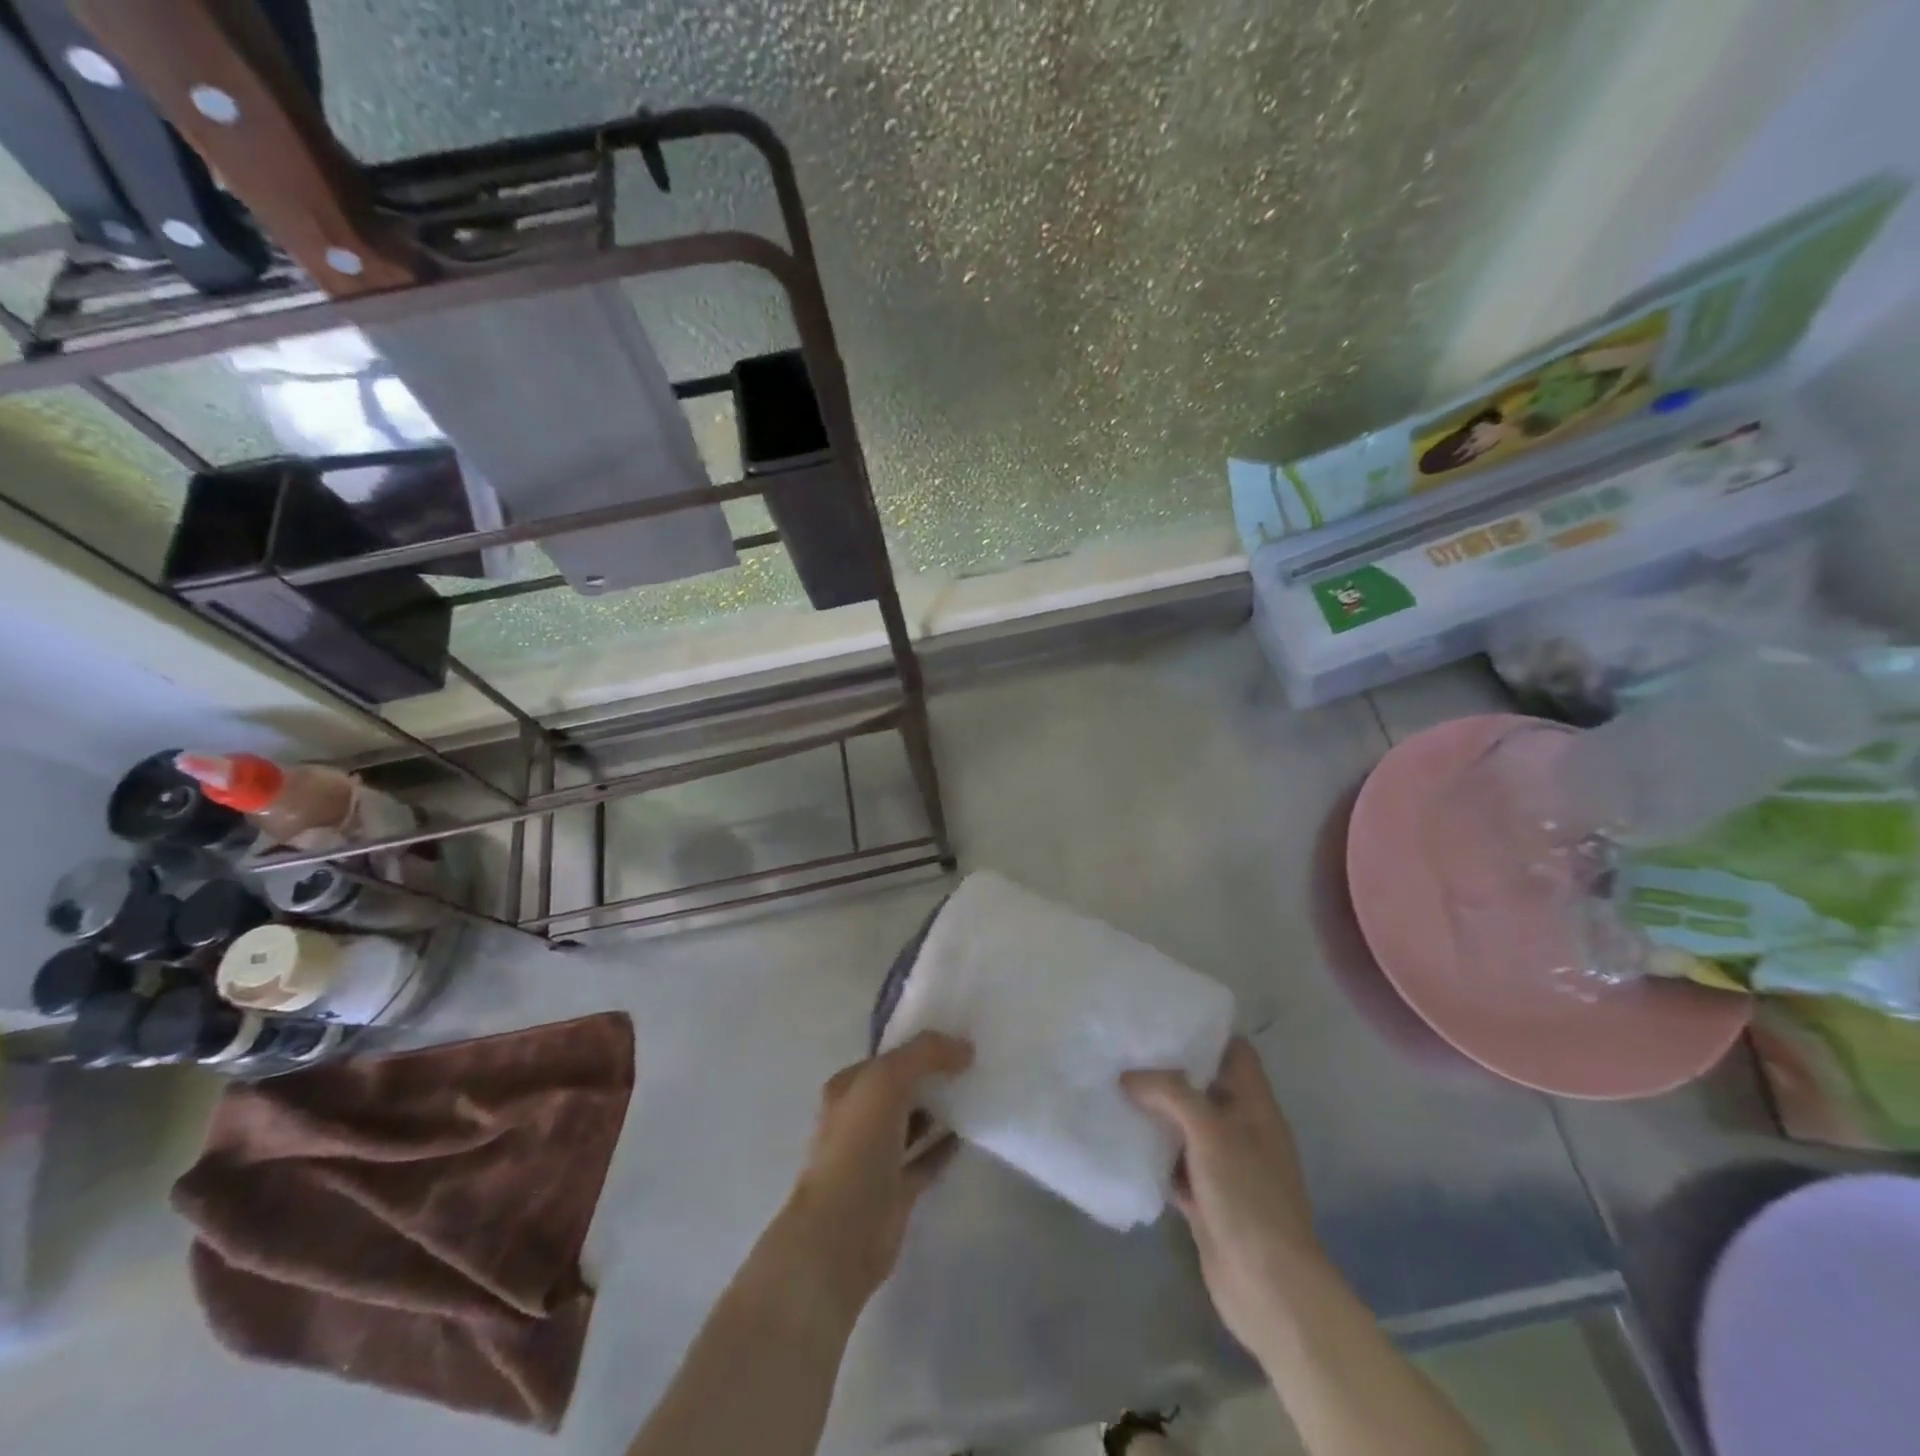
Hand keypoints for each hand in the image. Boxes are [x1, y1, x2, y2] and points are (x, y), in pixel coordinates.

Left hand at [780, 1031, 972, 1318]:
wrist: (842, 1233)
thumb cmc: (857, 1146)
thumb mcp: (887, 1080)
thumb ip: (925, 1054)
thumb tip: (964, 1047)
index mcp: (848, 1088)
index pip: (888, 1057)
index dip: (920, 1046)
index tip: (959, 1036)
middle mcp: (859, 1118)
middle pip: (902, 1088)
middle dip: (933, 1075)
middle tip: (976, 1062)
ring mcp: (877, 1156)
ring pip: (914, 1123)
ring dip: (941, 1109)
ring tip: (978, 1091)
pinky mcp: (896, 1190)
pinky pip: (926, 1159)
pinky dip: (945, 1146)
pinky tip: (971, 1133)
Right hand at [1121, 1038, 1324, 1356]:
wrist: (1269, 1288)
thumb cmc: (1248, 1197)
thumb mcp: (1211, 1131)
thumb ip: (1171, 1094)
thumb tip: (1129, 1076)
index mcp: (1255, 1106)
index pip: (1235, 1053)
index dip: (1205, 1034)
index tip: (1163, 1019)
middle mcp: (1241, 1130)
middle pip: (1204, 1087)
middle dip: (1168, 1071)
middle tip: (1125, 1050)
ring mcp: (1223, 1167)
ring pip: (1184, 1126)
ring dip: (1155, 1112)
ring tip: (1113, 1085)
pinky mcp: (1205, 1199)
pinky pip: (1173, 1164)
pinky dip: (1152, 1153)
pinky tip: (1120, 1138)